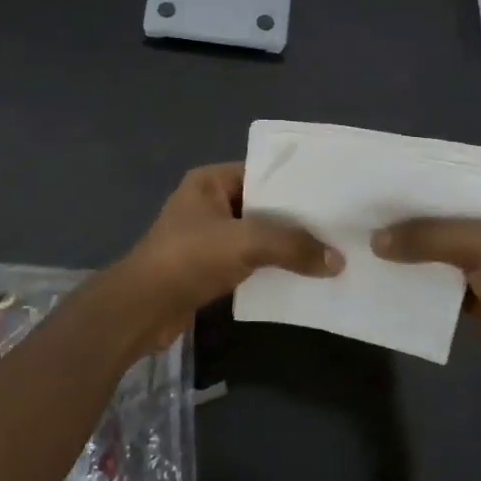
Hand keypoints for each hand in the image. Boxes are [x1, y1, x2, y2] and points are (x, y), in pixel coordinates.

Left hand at [115, 163, 341, 349]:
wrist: (142, 308)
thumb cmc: (189, 258)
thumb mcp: (246, 243)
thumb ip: (293, 246)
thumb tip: (338, 261)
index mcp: (210, 182)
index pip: (262, 172)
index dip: (295, 184)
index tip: (332, 195)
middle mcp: (208, 204)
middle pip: (262, 207)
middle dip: (296, 220)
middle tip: (337, 227)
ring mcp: (206, 238)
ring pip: (256, 237)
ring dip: (285, 248)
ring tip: (328, 254)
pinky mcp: (207, 269)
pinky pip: (248, 263)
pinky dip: (270, 269)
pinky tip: (301, 278)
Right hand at [373, 171, 480, 390]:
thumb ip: (428, 237)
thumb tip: (376, 240)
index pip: (458, 174)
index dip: (421, 174)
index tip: (379, 174)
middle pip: (442, 210)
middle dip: (406, 212)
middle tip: (360, 206)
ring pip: (435, 244)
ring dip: (406, 245)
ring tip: (360, 236)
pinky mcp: (472, 289)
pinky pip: (435, 275)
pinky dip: (412, 274)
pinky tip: (378, 270)